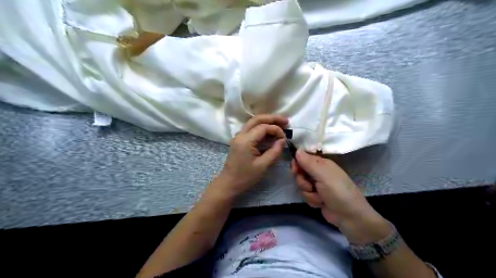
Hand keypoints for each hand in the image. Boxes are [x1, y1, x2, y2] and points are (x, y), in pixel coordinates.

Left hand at [212, 114, 288, 199]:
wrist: (229, 183)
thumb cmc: (245, 177)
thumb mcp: (263, 166)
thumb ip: (274, 151)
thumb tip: (283, 140)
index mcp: (246, 140)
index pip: (263, 127)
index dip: (276, 129)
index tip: (284, 138)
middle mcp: (240, 135)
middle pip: (257, 119)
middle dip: (272, 118)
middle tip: (286, 121)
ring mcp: (238, 137)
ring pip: (253, 122)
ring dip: (266, 122)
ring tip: (280, 125)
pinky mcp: (239, 141)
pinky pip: (251, 129)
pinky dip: (261, 128)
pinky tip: (270, 133)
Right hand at [291, 150, 391, 242]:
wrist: (349, 216)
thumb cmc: (338, 191)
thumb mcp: (322, 175)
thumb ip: (308, 163)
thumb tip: (297, 150)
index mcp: (322, 163)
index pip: (303, 158)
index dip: (297, 163)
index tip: (295, 169)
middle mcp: (319, 173)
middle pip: (300, 172)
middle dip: (302, 180)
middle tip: (310, 185)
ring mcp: (317, 185)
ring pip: (302, 185)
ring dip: (308, 192)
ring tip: (320, 197)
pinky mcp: (316, 197)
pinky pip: (306, 195)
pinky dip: (312, 200)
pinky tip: (321, 203)